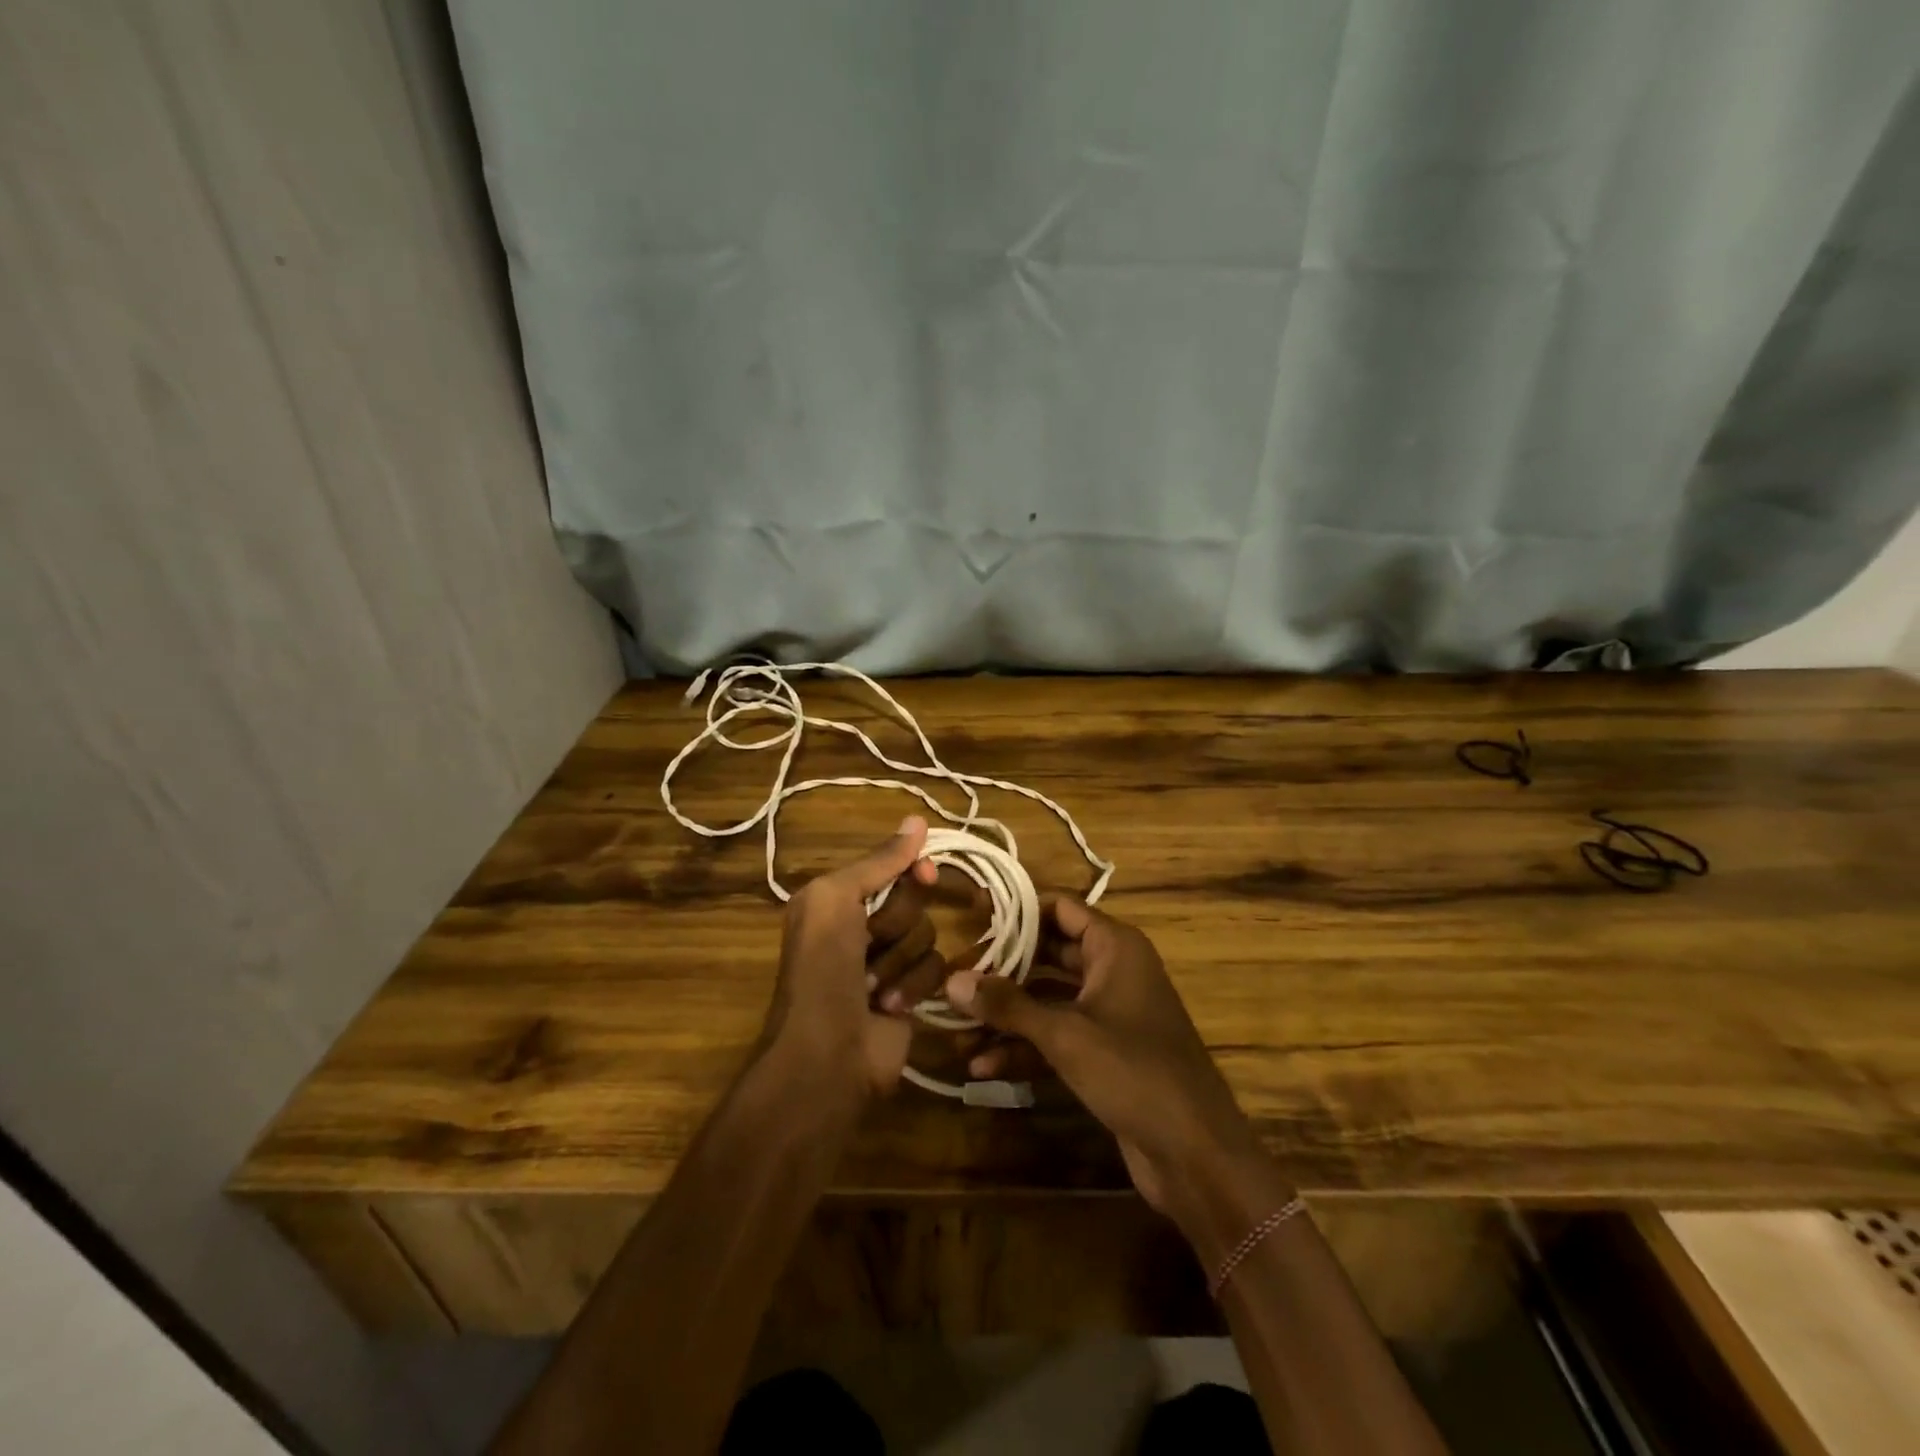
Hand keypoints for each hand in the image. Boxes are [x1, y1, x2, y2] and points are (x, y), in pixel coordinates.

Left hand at [762, 816, 941, 1099]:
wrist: (827, 1055)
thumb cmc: (823, 970)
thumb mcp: (836, 900)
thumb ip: (878, 862)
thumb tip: (918, 819)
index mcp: (835, 899)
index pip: (890, 866)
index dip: (911, 868)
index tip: (926, 873)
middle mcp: (860, 925)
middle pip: (913, 899)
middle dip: (896, 923)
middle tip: (870, 943)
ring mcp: (887, 961)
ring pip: (927, 935)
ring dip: (901, 961)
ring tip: (872, 987)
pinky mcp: (910, 993)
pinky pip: (935, 969)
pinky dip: (913, 986)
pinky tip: (889, 1007)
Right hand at [945, 899, 1265, 1218]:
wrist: (1196, 1153)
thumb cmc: (1134, 1072)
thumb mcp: (1066, 1035)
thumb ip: (1008, 1005)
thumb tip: (952, 980)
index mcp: (1115, 947)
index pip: (1059, 908)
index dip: (1017, 912)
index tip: (971, 917)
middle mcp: (1113, 970)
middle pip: (1048, 954)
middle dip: (1003, 969)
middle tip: (955, 977)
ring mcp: (1109, 1013)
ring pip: (1048, 1000)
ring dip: (1007, 1016)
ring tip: (957, 1030)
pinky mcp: (1104, 1053)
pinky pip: (1058, 1036)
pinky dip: (1026, 1047)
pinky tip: (983, 1066)